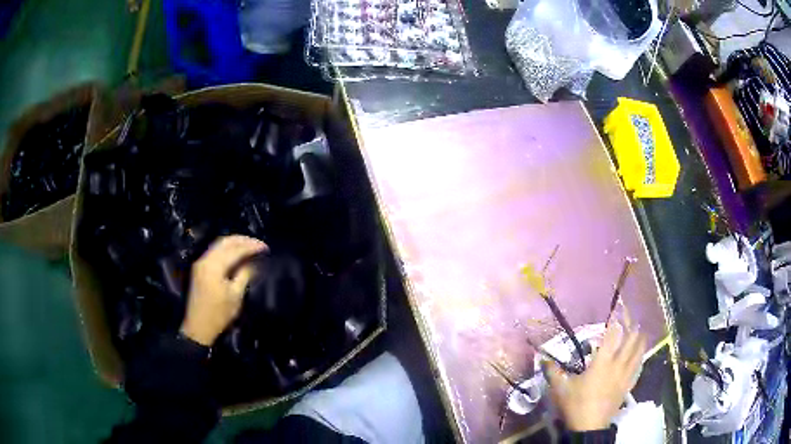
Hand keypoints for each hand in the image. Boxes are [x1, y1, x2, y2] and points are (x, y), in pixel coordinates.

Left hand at [180, 235, 267, 345]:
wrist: (198, 327)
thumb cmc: (219, 314)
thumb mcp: (235, 296)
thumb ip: (244, 275)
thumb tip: (254, 262)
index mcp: (214, 266)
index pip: (235, 249)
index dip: (251, 246)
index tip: (265, 248)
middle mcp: (205, 259)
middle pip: (225, 242)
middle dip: (242, 240)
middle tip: (258, 244)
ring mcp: (200, 263)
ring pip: (219, 245)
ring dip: (234, 243)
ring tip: (249, 246)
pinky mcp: (199, 268)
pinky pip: (214, 251)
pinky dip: (227, 249)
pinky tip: (236, 253)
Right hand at [545, 321, 646, 431]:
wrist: (589, 426)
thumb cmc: (575, 404)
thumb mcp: (560, 388)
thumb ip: (553, 371)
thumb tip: (542, 358)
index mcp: (601, 363)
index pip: (611, 337)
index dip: (616, 323)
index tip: (618, 311)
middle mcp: (616, 365)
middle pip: (629, 342)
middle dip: (632, 328)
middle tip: (632, 317)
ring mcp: (624, 376)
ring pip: (637, 354)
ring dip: (640, 341)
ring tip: (642, 331)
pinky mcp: (627, 386)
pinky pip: (637, 368)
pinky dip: (640, 358)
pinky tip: (641, 356)